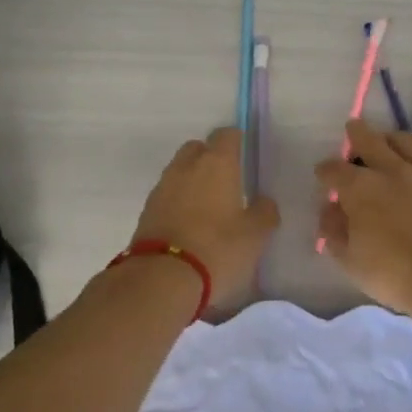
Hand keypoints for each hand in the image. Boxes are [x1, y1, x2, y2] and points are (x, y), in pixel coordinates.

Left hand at [129, 127, 279, 311]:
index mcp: (217, 163)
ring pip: (180, 170)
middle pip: (198, 148)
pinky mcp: (147, 209)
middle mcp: (186, 166)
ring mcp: (162, 186)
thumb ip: (264, 212)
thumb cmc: (217, 249)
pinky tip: (189, 223)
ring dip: (193, 180)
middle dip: (211, 157)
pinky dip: (178, 200)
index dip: (236, 141)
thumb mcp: (255, 236)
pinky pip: (167, 194)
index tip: (245, 156)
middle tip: (227, 181)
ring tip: (208, 206)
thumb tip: (263, 201)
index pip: (226, 135)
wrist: (162, 277)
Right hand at [314, 120, 411, 315]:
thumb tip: (329, 211)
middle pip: (370, 141)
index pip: (334, 170)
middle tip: (353, 129)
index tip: (323, 175)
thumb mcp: (350, 261)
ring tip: (390, 138)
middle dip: (357, 134)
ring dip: (396, 137)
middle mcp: (393, 172)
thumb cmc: (394, 275)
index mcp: (360, 189)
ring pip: (410, 143)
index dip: (325, 170)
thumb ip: (334, 232)